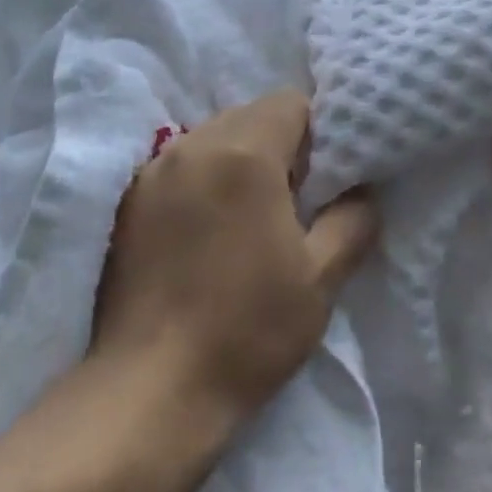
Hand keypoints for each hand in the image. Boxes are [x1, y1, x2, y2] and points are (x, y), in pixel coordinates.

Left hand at [93, 91, 378, 427]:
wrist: (150, 388)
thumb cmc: (247, 330)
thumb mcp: (320, 279)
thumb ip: (352, 221)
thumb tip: (362, 192)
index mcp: (244, 153)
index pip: (290, 102)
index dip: (318, 132)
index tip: (324, 179)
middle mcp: (192, 146)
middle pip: (249, 116)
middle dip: (279, 144)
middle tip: (294, 202)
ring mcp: (153, 172)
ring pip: (212, 139)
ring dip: (238, 161)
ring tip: (250, 219)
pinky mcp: (128, 201)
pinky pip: (180, 167)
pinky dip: (204, 180)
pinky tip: (208, 234)